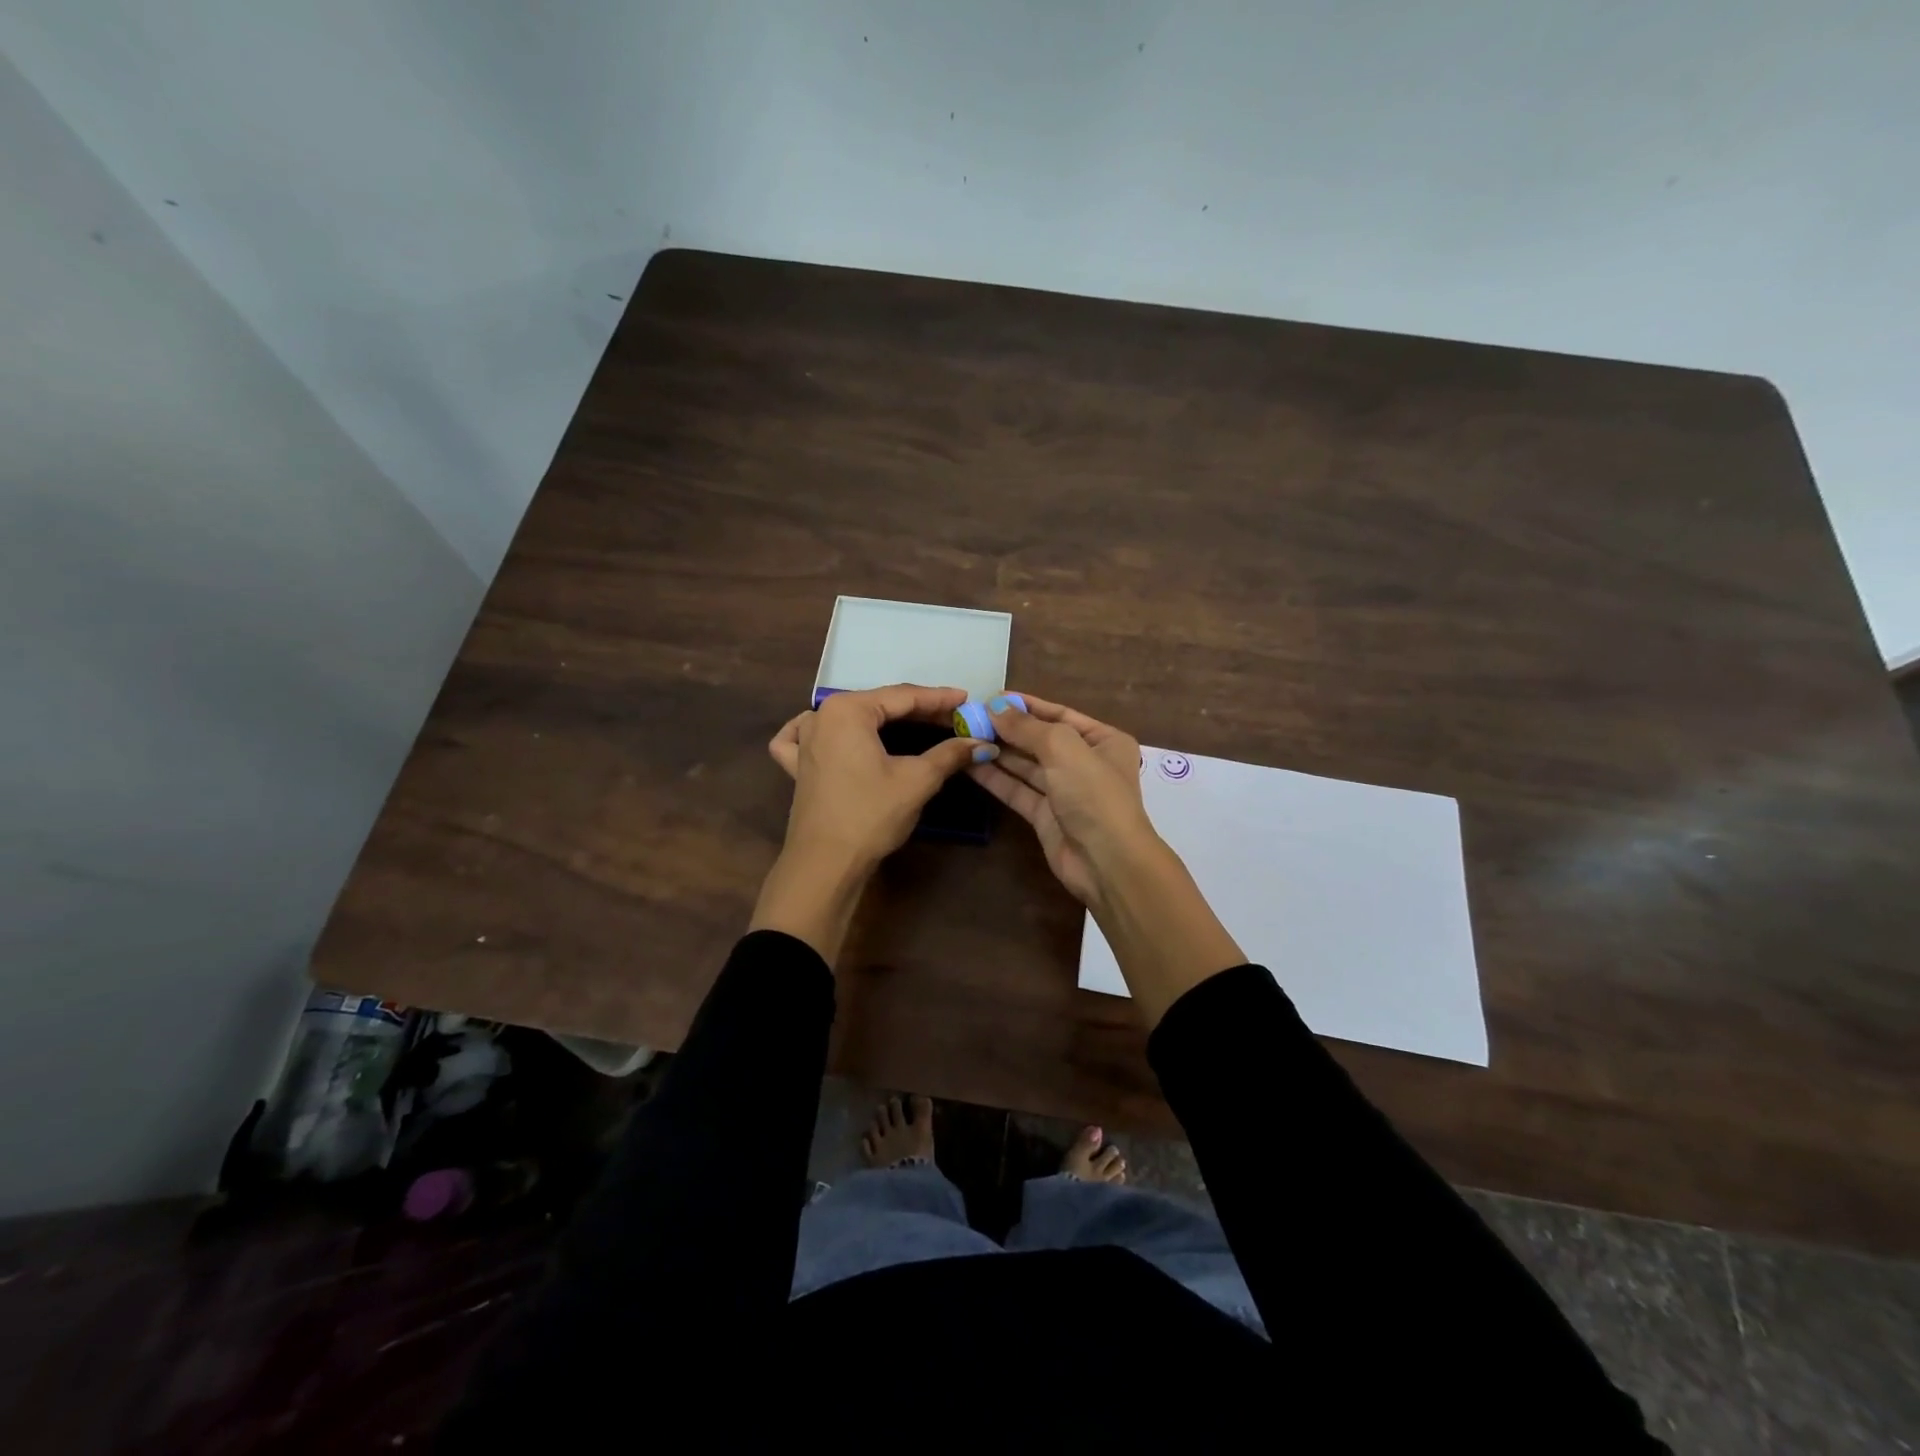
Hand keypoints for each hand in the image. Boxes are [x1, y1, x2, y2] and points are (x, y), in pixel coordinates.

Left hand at [767, 684, 988, 867]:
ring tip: (912, 724)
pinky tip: (833, 732)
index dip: (939, 699)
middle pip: (877, 705)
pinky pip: (807, 736)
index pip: (903, 696)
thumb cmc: (871, 815)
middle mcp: (821, 716)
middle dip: (916, 711)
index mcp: (848, 710)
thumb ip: (949, 754)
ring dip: (880, 719)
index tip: (966, 700)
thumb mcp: (917, 780)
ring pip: (848, 717)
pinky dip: (824, 731)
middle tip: (951, 718)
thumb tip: (981, 743)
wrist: (826, 864)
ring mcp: (804, 741)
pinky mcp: (798, 766)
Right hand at [971, 692, 1244, 1025]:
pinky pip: (1018, 790)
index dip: (1026, 705)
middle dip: (1007, 729)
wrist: (1106, 862)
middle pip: (1040, 739)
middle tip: (970, 718)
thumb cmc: (1094, 795)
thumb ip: (1027, 727)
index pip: (1059, 714)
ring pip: (1026, 766)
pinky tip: (970, 763)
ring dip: (998, 751)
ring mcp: (1065, 791)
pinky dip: (996, 777)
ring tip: (964, 736)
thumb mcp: (1063, 749)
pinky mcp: (1046, 816)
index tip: (991, 697)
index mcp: (1104, 740)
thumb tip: (995, 707)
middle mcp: (1085, 763)